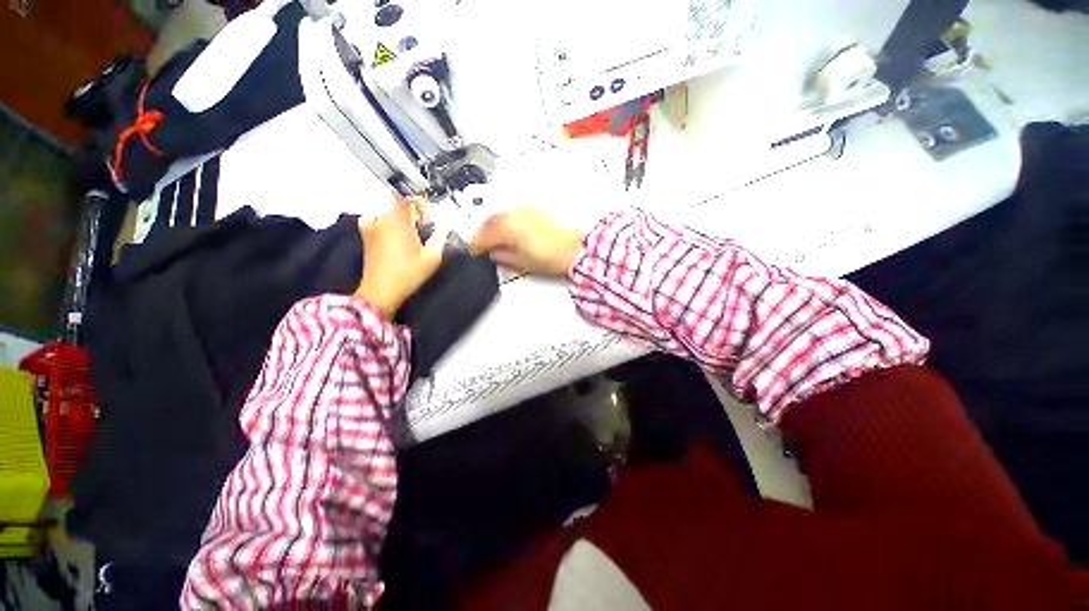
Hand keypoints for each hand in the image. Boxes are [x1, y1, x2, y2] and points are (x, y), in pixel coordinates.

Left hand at [354, 196, 450, 318]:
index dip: (423, 205)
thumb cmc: (408, 275)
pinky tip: (390, 229)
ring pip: (389, 212)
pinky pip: (373, 219)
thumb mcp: (432, 258)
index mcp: (401, 222)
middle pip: (400, 205)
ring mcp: (372, 226)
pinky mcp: (366, 235)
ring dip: (401, 217)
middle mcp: (384, 220)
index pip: (411, 200)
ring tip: (411, 230)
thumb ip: (440, 238)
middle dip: (415, 212)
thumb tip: (445, 228)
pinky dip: (382, 220)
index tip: (432, 216)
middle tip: (426, 226)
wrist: (381, 291)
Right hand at [468, 207, 584, 276]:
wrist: (575, 248)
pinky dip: (505, 221)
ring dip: (492, 226)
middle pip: (488, 222)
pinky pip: (511, 213)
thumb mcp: (521, 263)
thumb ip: (502, 257)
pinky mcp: (534, 209)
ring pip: (499, 215)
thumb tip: (493, 254)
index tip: (473, 252)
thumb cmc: (552, 256)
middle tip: (480, 246)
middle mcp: (513, 213)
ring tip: (494, 239)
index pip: (482, 235)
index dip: (475, 246)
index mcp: (506, 227)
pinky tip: (508, 231)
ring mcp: (524, 208)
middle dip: (482, 234)